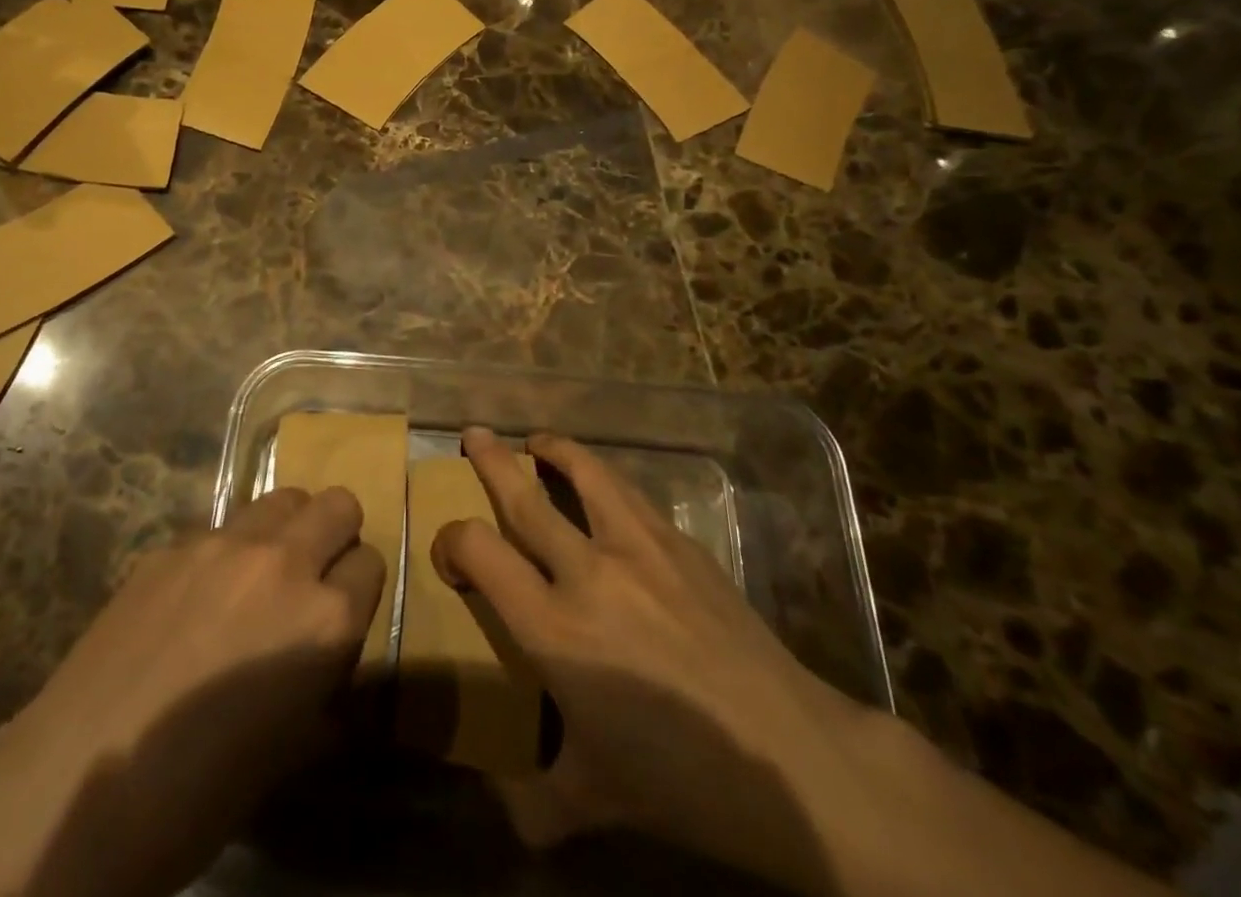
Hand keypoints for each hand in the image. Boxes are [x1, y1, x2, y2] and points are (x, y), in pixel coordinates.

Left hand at [0, 486, 383, 896]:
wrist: (80, 782)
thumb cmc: (198, 793)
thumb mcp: (290, 751)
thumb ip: (326, 688)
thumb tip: (330, 666)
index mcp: (324, 619)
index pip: (371, 563)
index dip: (358, 588)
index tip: (342, 611)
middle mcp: (283, 562)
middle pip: (338, 503)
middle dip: (336, 535)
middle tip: (311, 577)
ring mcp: (223, 543)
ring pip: (282, 498)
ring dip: (285, 529)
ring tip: (258, 575)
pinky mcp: (173, 543)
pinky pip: (221, 527)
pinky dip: (226, 550)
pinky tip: (195, 597)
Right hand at [436, 427, 898, 895]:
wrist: (790, 757)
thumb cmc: (682, 780)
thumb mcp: (594, 799)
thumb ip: (533, 801)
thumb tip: (499, 807)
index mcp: (555, 630)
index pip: (479, 551)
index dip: (452, 540)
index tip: (450, 552)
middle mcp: (588, 573)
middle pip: (524, 497)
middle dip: (490, 460)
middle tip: (472, 434)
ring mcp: (639, 549)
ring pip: (584, 473)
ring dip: (554, 450)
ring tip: (538, 441)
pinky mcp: (681, 543)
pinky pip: (629, 494)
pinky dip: (603, 477)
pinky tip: (604, 488)